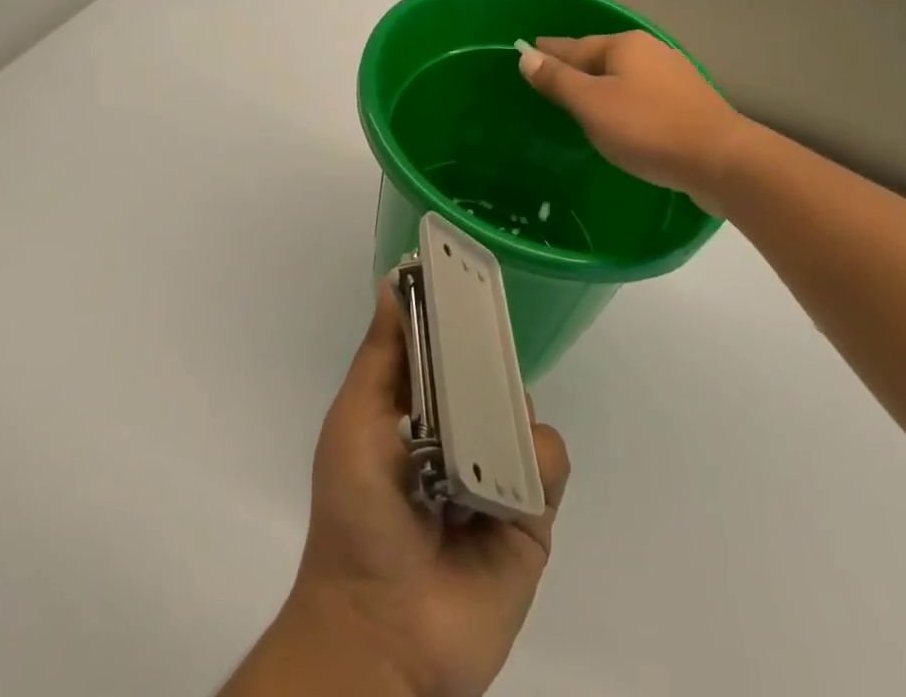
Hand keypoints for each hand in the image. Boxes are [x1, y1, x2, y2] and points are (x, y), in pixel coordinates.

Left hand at [239, 288, 569, 696]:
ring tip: (480, 447)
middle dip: (488, 355)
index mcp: (417, 406)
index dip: (455, 310)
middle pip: (489, 369)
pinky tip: (506, 488)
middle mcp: (460, 429)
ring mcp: (497, 469)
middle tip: (482, 353)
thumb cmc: (357, 515)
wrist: (384, 633)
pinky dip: (535, 464)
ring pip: (524, 409)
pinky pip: (550, 461)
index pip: (445, 342)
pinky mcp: (531, 511)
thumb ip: (382, 354)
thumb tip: (392, 281)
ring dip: (508, 414)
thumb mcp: (356, 421)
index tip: (469, 271)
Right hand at [519, 31, 746, 199]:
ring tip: (581, 95)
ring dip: (601, 83)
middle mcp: (650, 51)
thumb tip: (526, 56)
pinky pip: (642, 94)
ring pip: (624, 75)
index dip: (549, 51)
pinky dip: (623, 99)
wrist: (722, 160)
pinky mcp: (689, 102)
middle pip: (601, 57)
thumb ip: (557, 80)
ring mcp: (674, 76)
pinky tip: (621, 114)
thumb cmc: (648, 128)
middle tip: (550, 74)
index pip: (574, 46)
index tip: (529, 49)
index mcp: (624, 46)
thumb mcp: (592, 105)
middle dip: (576, 64)